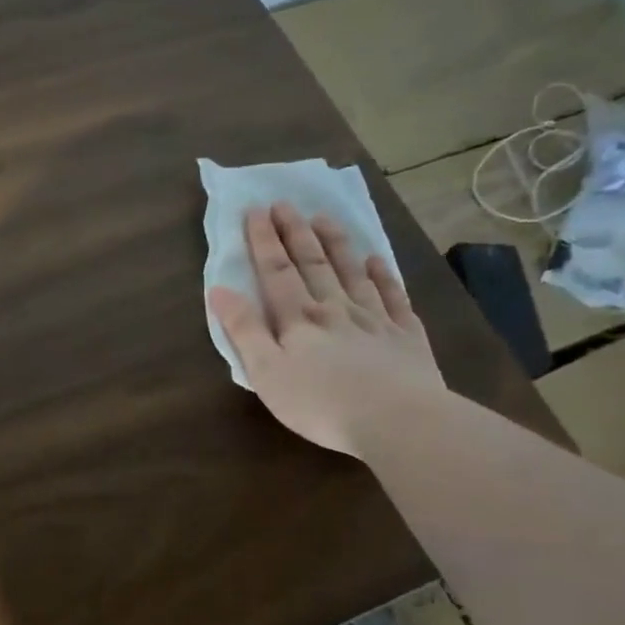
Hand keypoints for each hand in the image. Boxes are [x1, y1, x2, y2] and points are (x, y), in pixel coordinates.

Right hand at [208, 204, 444, 456]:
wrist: (396, 420)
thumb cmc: (319, 402)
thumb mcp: (266, 372)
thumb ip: (244, 330)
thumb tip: (218, 290)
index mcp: (298, 319)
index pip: (276, 271)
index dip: (264, 241)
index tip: (256, 210)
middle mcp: (335, 309)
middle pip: (313, 264)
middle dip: (295, 233)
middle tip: (285, 203)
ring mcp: (375, 319)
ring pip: (352, 272)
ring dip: (336, 244)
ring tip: (324, 218)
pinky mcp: (406, 336)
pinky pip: (393, 296)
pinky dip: (383, 275)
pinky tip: (377, 261)